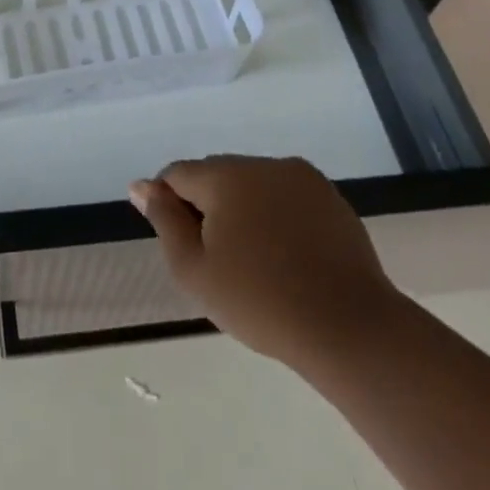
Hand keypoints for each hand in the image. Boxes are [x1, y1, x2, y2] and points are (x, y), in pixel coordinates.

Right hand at [130, 155, 400, 371]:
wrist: (349, 327)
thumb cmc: (260, 302)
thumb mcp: (195, 270)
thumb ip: (164, 220)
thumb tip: (140, 185)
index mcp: (225, 175)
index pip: (178, 175)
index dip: (171, 206)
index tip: (184, 246)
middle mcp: (261, 162)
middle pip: (216, 176)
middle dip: (208, 207)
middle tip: (219, 261)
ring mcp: (299, 176)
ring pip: (253, 184)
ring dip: (244, 210)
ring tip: (255, 261)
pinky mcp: (329, 196)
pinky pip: (286, 196)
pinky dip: (277, 216)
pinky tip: (287, 256)